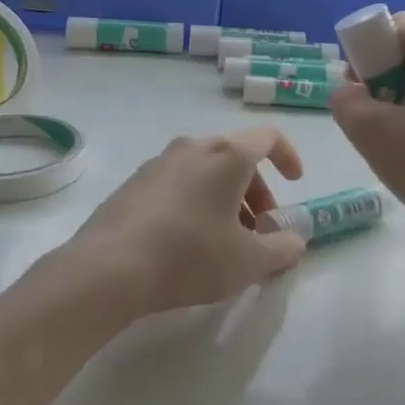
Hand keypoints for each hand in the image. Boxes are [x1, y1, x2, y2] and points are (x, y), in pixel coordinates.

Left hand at [57, 127, 308, 318]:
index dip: (288, 156)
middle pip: (236, 155)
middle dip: (257, 189)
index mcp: (227, 155)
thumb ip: (282, 248)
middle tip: (259, 229)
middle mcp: (193, 147)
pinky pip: (179, 181)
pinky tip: (187, 240)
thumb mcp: (249, 262)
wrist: (109, 267)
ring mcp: (159, 162)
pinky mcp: (135, 182)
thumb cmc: (190, 256)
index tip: (295, 184)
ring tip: (224, 240)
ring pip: (206, 169)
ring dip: (225, 196)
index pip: (268, 137)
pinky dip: (196, 200)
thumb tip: (295, 240)